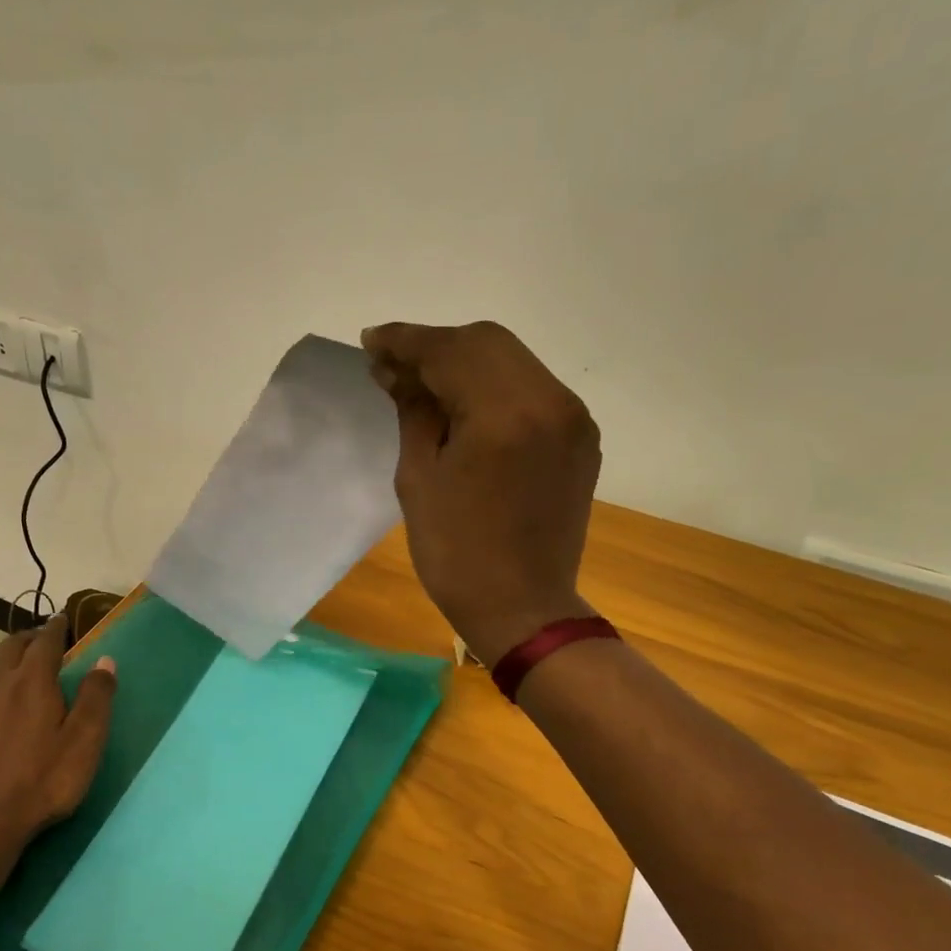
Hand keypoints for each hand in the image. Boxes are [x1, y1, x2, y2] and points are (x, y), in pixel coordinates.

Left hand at [0, 620, 117, 856]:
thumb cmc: (42, 781)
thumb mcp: (84, 741)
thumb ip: (96, 697)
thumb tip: (105, 660)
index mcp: (32, 680)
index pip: (46, 641)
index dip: (56, 627)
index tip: (62, 620)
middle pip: (11, 646)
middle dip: (29, 639)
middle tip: (43, 642)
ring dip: (5, 661)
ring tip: (17, 671)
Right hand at [362, 320, 599, 664]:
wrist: (522, 608)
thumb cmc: (456, 554)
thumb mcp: (418, 479)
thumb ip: (412, 412)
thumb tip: (396, 371)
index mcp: (504, 414)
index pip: (450, 351)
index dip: (406, 341)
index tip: (370, 343)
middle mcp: (549, 401)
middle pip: (487, 342)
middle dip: (436, 346)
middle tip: (393, 365)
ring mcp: (572, 418)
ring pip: (513, 361)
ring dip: (465, 362)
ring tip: (424, 383)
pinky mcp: (579, 437)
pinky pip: (533, 389)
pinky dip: (495, 386)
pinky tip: (466, 405)